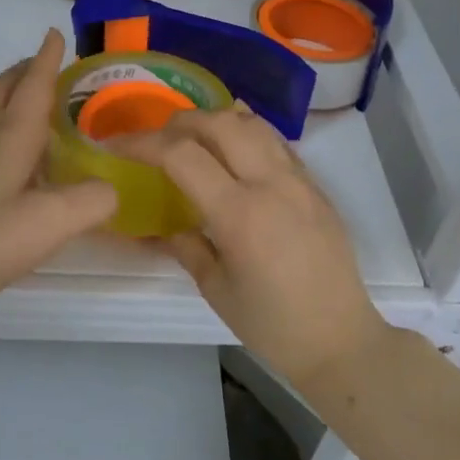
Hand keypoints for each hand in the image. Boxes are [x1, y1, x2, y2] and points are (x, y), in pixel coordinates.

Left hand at [0, 30, 117, 307]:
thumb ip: (92, 200)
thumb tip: (110, 189)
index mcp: (11, 133)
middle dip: (24, 69)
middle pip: (2, 86)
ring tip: (15, 92)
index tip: (54, 33)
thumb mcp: (54, 221)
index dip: (47, 59)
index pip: (33, 84)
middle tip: (44, 67)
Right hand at [120, 106, 388, 386]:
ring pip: (253, 123)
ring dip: (216, 120)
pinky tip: (234, 152)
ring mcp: (298, 180)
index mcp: (239, 213)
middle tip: (157, 138)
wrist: (342, 340)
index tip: (118, 146)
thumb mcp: (216, 290)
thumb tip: (163, 225)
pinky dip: (247, 133)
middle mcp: (270, 184)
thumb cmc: (273, 325)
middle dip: (180, 122)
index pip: (182, 155)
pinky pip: (276, 142)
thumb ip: (186, 246)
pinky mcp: (315, 186)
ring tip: (194, 137)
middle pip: (219, 123)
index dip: (143, 143)